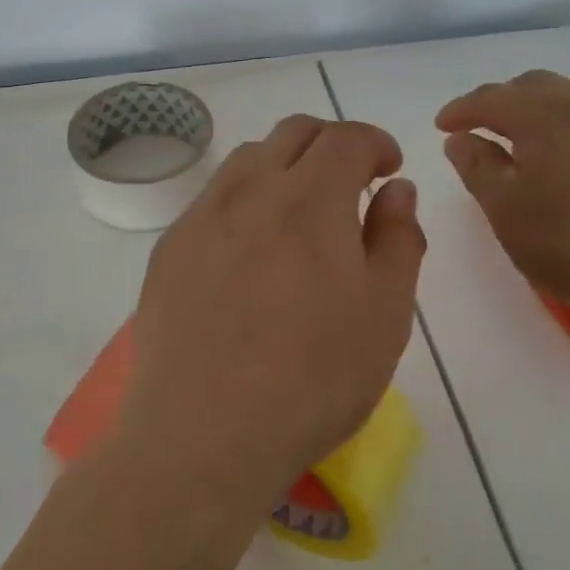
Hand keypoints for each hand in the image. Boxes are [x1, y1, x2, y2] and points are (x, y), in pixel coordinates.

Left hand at [122, 115, 426, 516]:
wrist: (202, 438)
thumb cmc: (312, 380)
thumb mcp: (385, 315)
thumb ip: (398, 239)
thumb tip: (397, 189)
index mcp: (311, 199)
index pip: (347, 137)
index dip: (376, 144)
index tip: (388, 170)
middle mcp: (251, 190)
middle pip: (295, 132)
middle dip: (332, 144)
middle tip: (351, 186)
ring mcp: (202, 217)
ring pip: (249, 158)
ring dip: (286, 166)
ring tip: (301, 215)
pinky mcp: (170, 248)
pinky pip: (214, 197)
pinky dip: (246, 199)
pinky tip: (252, 251)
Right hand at [435, 71, 569, 324]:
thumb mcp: (511, 216)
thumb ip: (479, 170)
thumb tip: (461, 138)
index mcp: (541, 116)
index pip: (490, 98)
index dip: (461, 109)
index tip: (444, 125)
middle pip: (536, 86)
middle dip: (505, 102)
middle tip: (489, 128)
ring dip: (550, 109)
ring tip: (541, 138)